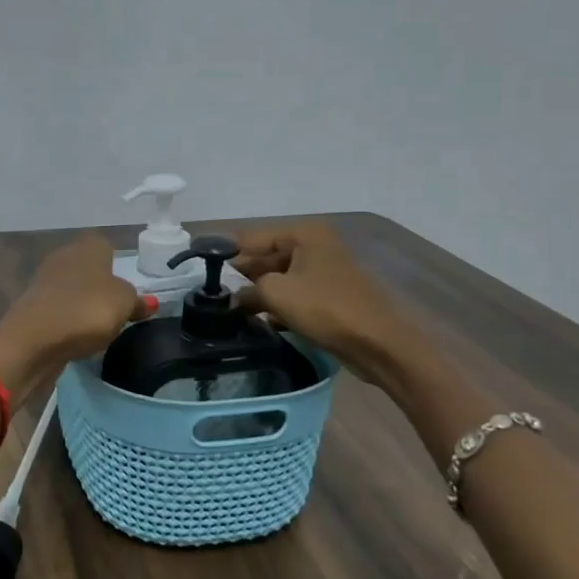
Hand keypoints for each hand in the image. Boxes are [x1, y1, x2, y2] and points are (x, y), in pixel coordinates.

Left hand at [0, 234, 149, 396]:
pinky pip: (59, 310)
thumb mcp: (124, 304)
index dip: (117, 264)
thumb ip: (137, 301)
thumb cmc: (87, 310)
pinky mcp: (32, 308)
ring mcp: (44, 282)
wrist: (33, 341)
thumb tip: (146, 302)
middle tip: (116, 309)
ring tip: (98, 327)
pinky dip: (68, 321)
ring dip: (83, 304)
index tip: (127, 288)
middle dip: (100, 286)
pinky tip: (77, 337)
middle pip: (87, 267)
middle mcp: (63, 257)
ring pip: (72, 289)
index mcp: (87, 247)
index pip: (105, 245)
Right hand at [233, 221, 436, 388]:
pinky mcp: (331, 296)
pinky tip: (259, 322)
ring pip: (280, 278)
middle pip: (266, 257)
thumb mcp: (276, 294)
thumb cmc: (326, 308)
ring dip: (258, 294)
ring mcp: (325, 271)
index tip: (198, 269)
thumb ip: (247, 290)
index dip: (224, 253)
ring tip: (230, 310)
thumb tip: (233, 298)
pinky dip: (278, 306)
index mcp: (303, 234)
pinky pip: (295, 295)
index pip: (251, 238)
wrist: (380, 344)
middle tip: (213, 295)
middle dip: (242, 276)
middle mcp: (315, 245)